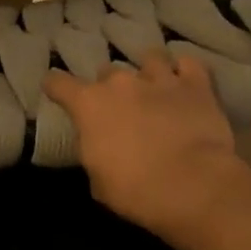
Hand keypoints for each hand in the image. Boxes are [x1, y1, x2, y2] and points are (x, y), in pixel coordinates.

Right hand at [43, 54, 250, 242]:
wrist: (193, 187)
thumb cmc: (136, 191)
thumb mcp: (98, 180)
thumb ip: (93, 152)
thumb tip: (99, 145)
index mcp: (89, 104)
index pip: (58, 82)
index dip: (55, 86)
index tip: (56, 91)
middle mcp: (120, 82)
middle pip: (107, 73)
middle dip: (111, 88)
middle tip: (120, 109)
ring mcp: (159, 79)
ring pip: (149, 58)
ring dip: (148, 71)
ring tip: (155, 87)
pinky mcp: (195, 85)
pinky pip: (187, 64)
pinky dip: (184, 71)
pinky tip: (185, 82)